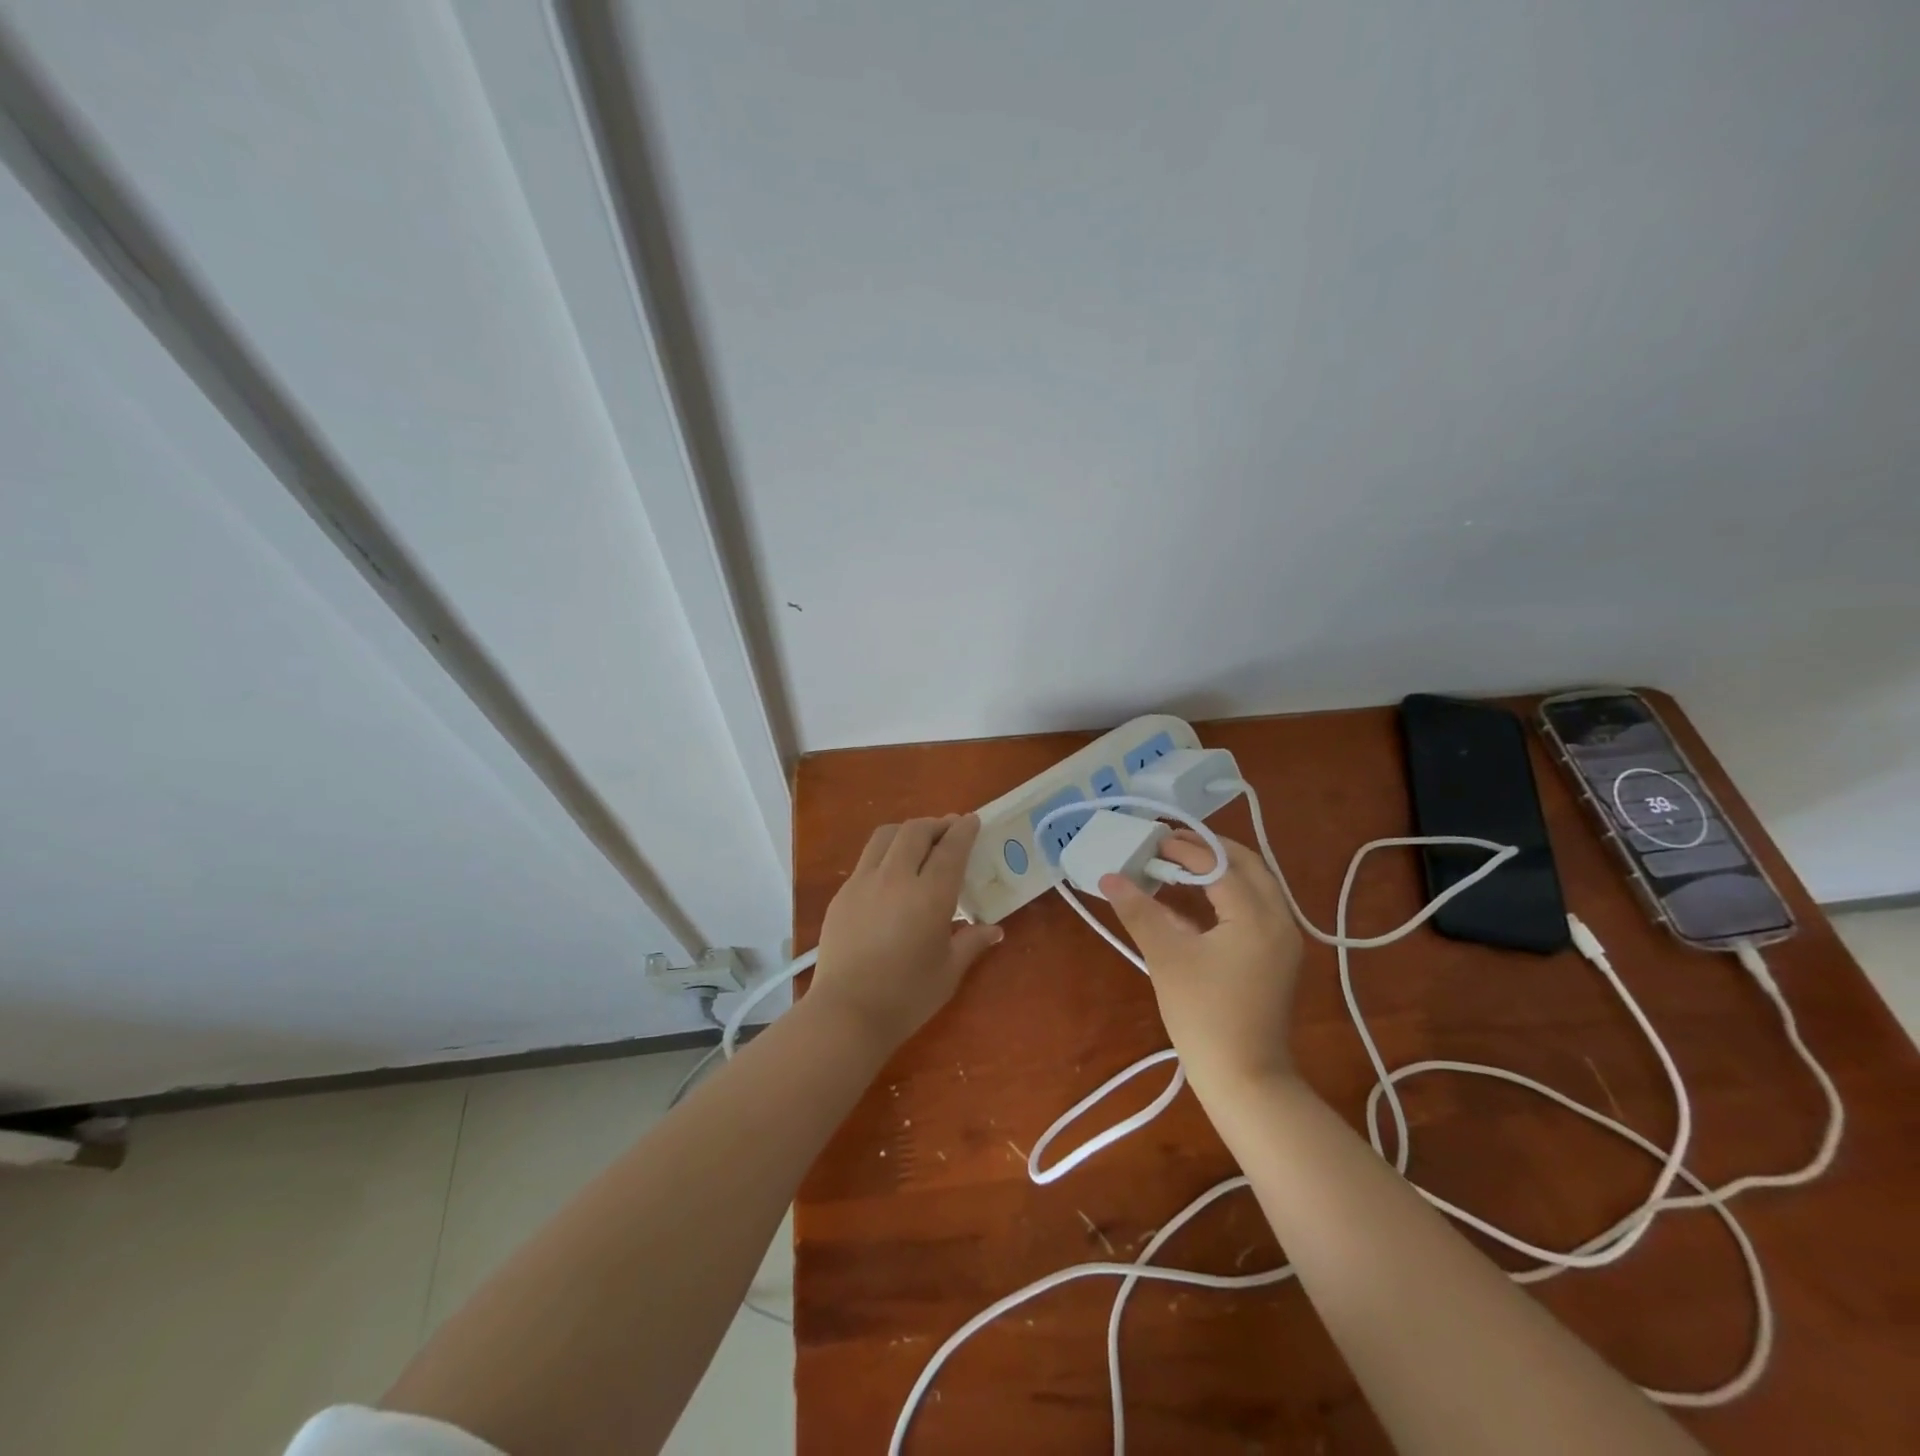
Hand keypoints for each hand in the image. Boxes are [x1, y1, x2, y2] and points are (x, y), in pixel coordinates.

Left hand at [810, 815, 1002, 1049]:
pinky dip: (885, 852)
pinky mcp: (842, 893)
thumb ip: (972, 942)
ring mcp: (864, 882)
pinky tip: (891, 872)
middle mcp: (896, 877)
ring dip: (908, 831)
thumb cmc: (906, 997)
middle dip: (936, 824)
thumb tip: (994, 929)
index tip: (972, 820)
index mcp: (930, 895)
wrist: (846, 1013)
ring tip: (919, 841)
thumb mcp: (948, 971)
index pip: (951, 848)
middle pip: (916, 831)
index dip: (964, 830)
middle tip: (949, 830)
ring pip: (886, 836)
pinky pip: (867, 858)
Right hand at [1100, 831, 1304, 1094]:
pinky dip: (1229, 892)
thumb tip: (1109, 877)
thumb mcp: (1166, 957)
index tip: (1152, 840)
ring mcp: (1283, 939)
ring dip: (1220, 868)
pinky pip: (1256, 906)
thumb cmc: (1204, 1015)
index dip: (1183, 850)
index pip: (1218, 865)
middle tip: (1169, 843)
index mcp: (1256, 915)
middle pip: (1247, 864)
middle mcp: (1279, 919)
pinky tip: (1197, 900)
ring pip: (1255, 884)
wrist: (1245, 1080)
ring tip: (1180, 863)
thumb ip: (1139, 911)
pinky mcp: (1278, 956)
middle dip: (1208, 849)